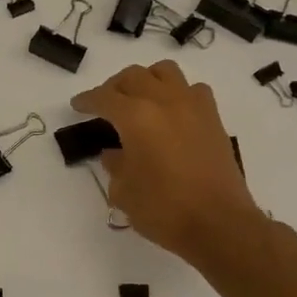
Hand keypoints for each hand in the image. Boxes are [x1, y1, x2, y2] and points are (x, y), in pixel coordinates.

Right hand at [71, 60, 260, 262]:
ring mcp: (192, 106)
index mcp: (135, 117)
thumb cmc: (164, 209)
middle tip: (105, 104)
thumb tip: (115, 154)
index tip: (78, 106)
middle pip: (133, 76)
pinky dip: (178, 93)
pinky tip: (173, 112)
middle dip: (114, 86)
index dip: (87, 100)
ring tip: (140, 99)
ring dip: (147, 79)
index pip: (104, 97)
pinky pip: (193, 89)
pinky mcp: (213, 119)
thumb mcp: (124, 192)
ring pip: (165, 71)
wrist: (219, 224)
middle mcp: (164, 101)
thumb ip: (115, 165)